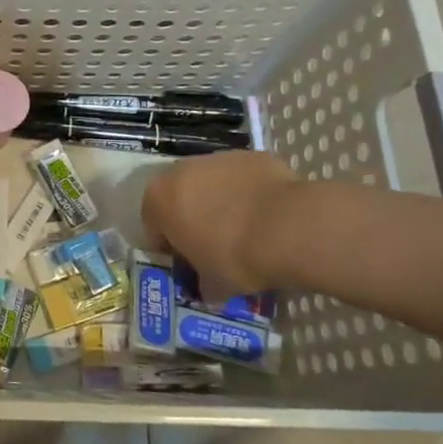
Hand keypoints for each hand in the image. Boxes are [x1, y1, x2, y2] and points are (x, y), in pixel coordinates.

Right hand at [141, 150, 298, 297]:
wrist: (289, 228)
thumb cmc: (235, 257)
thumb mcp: (212, 284)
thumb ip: (201, 283)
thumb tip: (207, 287)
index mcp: (159, 199)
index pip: (153, 225)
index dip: (169, 246)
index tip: (187, 262)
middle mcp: (181, 170)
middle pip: (179, 196)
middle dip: (191, 217)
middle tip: (213, 244)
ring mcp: (218, 158)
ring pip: (211, 183)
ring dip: (219, 201)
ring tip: (244, 229)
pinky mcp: (251, 155)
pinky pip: (242, 178)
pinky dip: (248, 193)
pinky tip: (266, 216)